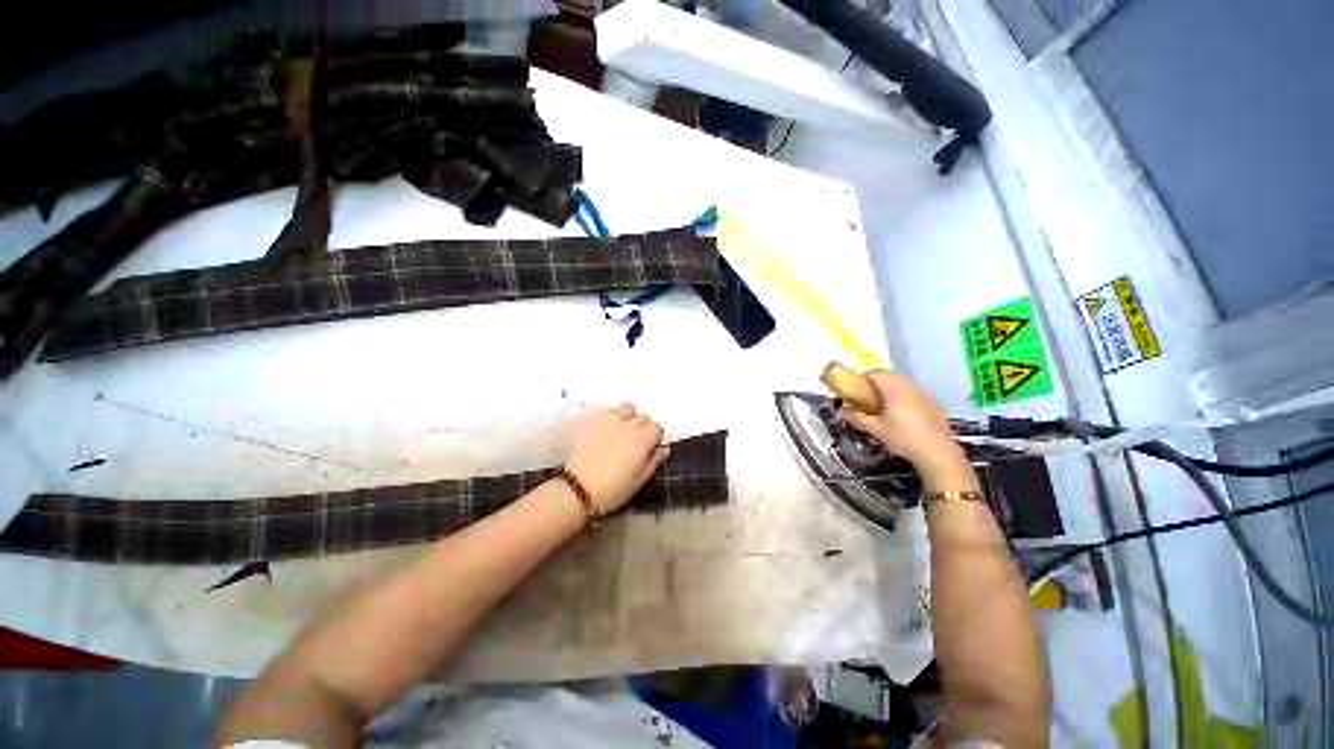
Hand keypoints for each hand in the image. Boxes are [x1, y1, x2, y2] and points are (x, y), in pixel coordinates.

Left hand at [564, 403, 670, 513]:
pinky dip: (611, 417)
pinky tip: (606, 430)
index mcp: (643, 439)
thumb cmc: (615, 488)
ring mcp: (610, 420)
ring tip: (622, 431)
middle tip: (636, 443)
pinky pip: (608, 411)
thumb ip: (654, 460)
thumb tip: (663, 448)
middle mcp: (629, 424)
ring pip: (627, 408)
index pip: (657, 427)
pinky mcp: (594, 421)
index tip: (650, 448)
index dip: (655, 437)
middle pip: (643, 417)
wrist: (579, 488)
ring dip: (628, 416)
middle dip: (643, 427)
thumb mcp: (640, 479)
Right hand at [840, 370, 977, 490]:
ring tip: (881, 406)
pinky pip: (911, 391)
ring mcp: (922, 392)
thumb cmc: (903, 437)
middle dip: (874, 383)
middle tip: (865, 399)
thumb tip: (842, 411)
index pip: (873, 373)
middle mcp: (908, 385)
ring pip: (900, 382)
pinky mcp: (931, 402)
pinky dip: (901, 395)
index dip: (860, 380)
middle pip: (887, 375)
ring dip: (888, 388)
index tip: (854, 393)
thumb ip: (857, 417)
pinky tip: (900, 414)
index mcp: (893, 388)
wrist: (938, 452)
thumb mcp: (875, 429)